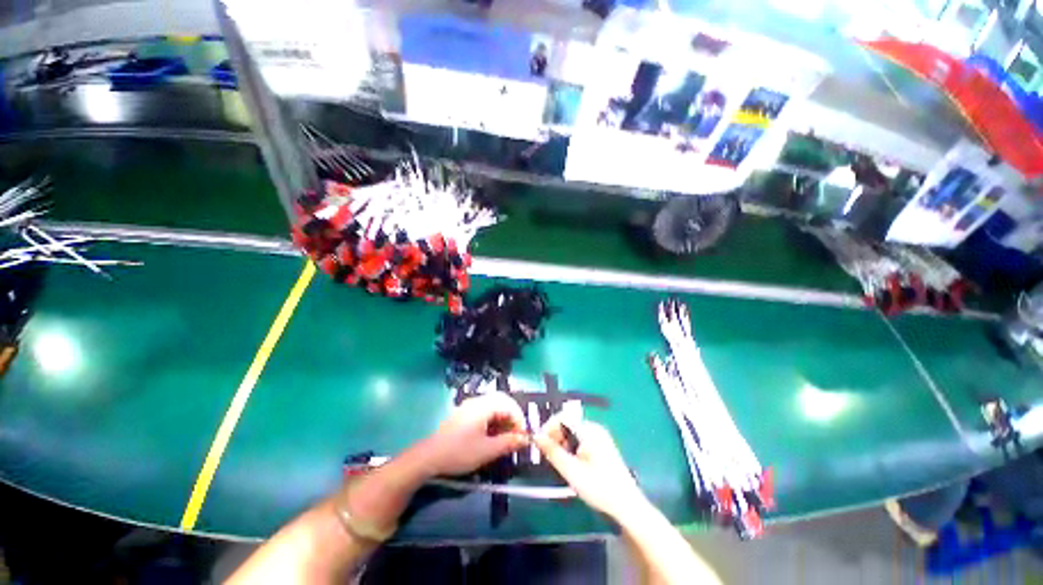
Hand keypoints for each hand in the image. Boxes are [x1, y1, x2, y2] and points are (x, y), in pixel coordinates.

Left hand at [415, 392, 529, 477]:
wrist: (429, 457)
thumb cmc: (459, 452)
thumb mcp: (487, 451)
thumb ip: (508, 443)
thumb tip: (525, 439)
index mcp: (483, 406)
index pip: (509, 404)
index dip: (519, 418)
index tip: (523, 435)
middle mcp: (477, 401)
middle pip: (502, 401)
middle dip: (513, 416)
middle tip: (517, 434)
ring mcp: (469, 406)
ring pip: (494, 405)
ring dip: (503, 418)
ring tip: (506, 436)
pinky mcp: (464, 414)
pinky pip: (485, 410)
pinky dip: (494, 420)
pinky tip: (493, 435)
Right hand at [535, 417, 646, 519]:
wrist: (627, 507)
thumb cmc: (599, 488)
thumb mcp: (571, 470)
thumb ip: (552, 451)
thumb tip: (536, 436)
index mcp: (590, 430)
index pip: (563, 417)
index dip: (549, 427)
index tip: (540, 443)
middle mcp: (595, 428)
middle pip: (568, 424)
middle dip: (555, 436)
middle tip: (547, 455)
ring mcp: (599, 437)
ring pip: (573, 433)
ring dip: (562, 443)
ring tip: (558, 461)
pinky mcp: (601, 446)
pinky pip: (580, 439)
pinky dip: (571, 448)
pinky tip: (570, 463)